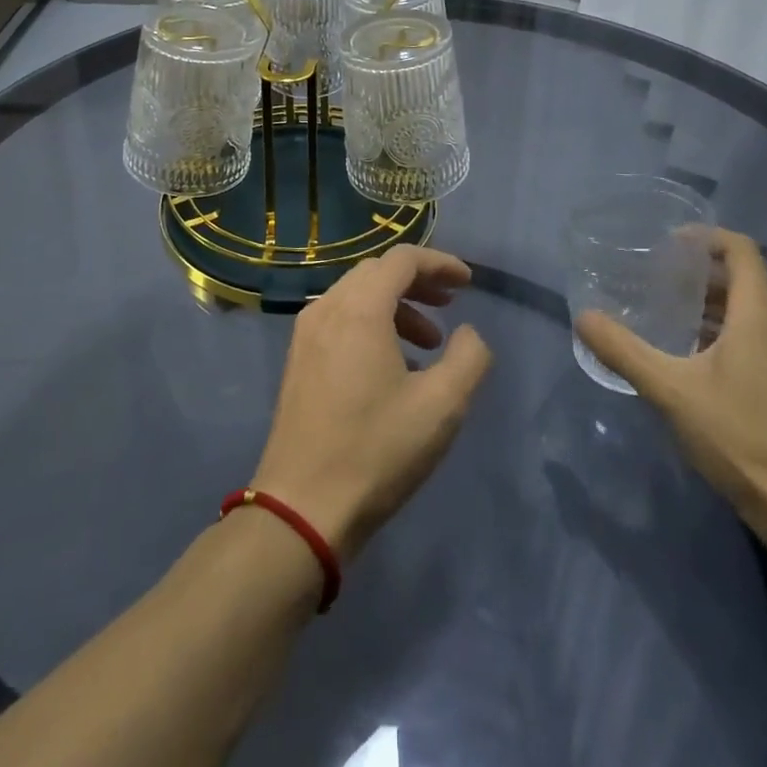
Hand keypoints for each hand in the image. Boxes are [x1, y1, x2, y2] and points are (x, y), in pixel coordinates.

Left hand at [252, 245, 491, 561]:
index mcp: (359, 310)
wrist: (302, 507)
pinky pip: (339, 320)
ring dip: (396, 306)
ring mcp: (306, 334)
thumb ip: (469, 358)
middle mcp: (327, 309)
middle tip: (450, 305)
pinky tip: (393, 365)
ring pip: (356, 296)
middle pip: (377, 272)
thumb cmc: (376, 450)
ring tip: (429, 343)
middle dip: (418, 282)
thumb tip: (468, 334)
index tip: (468, 283)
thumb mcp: (441, 406)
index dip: (440, 263)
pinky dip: (371, 324)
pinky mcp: (298, 360)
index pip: (402, 260)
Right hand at [574, 229, 766, 539]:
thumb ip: (624, 351)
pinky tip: (697, 362)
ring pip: (752, 313)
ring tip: (671, 316)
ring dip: (714, 305)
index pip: (743, 251)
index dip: (708, 237)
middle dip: (702, 272)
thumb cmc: (739, 438)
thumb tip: (583, 318)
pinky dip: (728, 333)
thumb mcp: (670, 390)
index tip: (671, 242)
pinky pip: (760, 340)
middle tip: (659, 278)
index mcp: (760, 316)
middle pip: (745, 280)